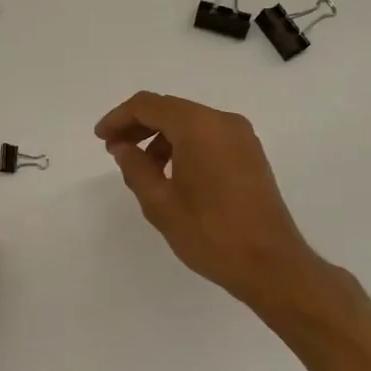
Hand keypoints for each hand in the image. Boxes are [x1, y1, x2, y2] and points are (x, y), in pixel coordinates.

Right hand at [95, 91, 324, 311]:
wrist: (271, 264)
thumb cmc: (210, 233)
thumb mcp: (160, 203)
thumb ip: (136, 168)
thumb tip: (123, 148)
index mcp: (198, 126)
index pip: (148, 105)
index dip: (119, 118)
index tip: (100, 138)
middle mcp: (222, 121)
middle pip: (170, 109)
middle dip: (139, 126)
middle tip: (115, 151)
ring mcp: (241, 137)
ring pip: (190, 123)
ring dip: (161, 137)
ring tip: (143, 169)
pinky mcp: (251, 154)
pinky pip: (209, 136)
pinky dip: (185, 145)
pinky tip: (172, 174)